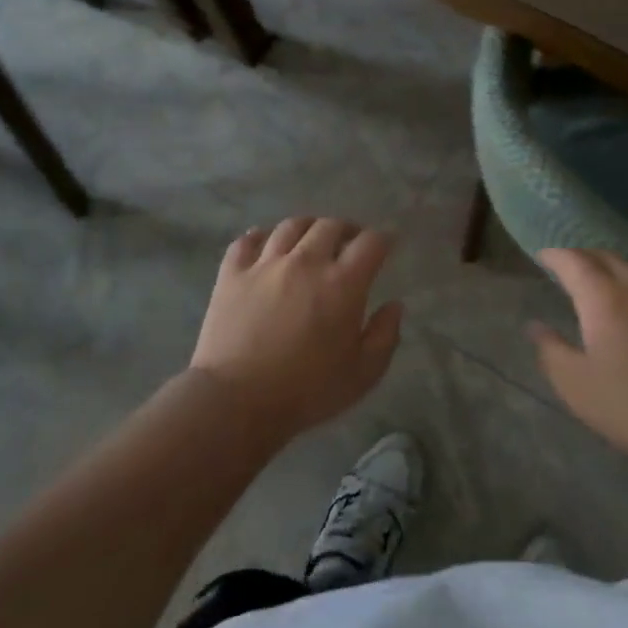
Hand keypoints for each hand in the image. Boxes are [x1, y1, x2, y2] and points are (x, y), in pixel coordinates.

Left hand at [190, 218, 403, 439]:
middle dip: (346, 229)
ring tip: (310, 239)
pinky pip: (246, 240)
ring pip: (291, 226)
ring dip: (307, 228)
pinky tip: (265, 245)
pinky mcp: (232, 274)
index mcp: (342, 283)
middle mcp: (306, 261)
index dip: (383, 238)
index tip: (386, 244)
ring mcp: (265, 264)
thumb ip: (385, 336)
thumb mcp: (362, 375)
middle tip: (349, 243)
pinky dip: (260, 237)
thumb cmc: (306, 392)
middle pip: (330, 225)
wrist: (236, 402)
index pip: (370, 242)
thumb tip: (395, 305)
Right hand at [529, 249, 627, 465]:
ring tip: (605, 289)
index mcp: (604, 296)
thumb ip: (551, 350)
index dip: (555, 256)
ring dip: (615, 272)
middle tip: (570, 270)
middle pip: (606, 257)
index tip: (543, 258)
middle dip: (584, 258)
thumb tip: (535, 326)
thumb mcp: (577, 386)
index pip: (574, 261)